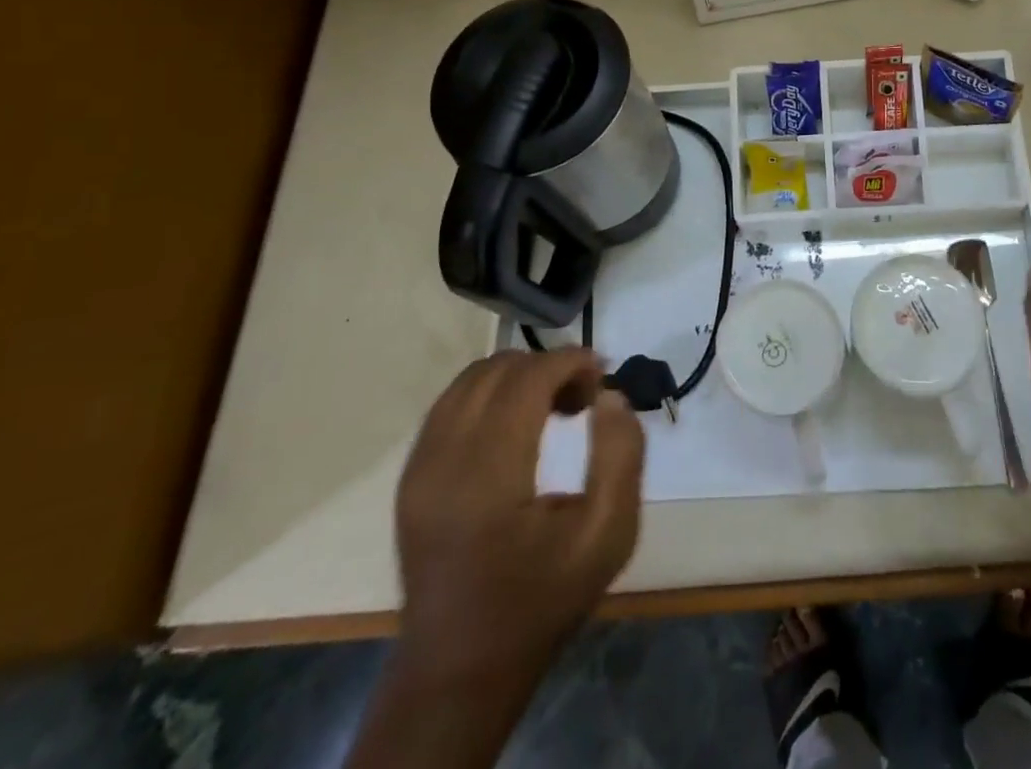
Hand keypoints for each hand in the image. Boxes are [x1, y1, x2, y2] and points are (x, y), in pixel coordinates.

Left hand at [393, 349, 644, 685]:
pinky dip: (491, 393)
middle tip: (584, 396)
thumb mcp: (608, 535)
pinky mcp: (410, 476)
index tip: (602, 373)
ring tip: (553, 405)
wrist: (460, 669)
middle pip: (498, 369)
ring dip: (519, 375)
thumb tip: (610, 395)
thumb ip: (621, 456)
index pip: (526, 379)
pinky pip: (451, 404)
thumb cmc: (541, 602)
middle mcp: (442, 461)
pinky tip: (518, 422)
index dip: (568, 361)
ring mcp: (418, 467)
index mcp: (487, 478)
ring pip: (470, 379)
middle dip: (547, 365)